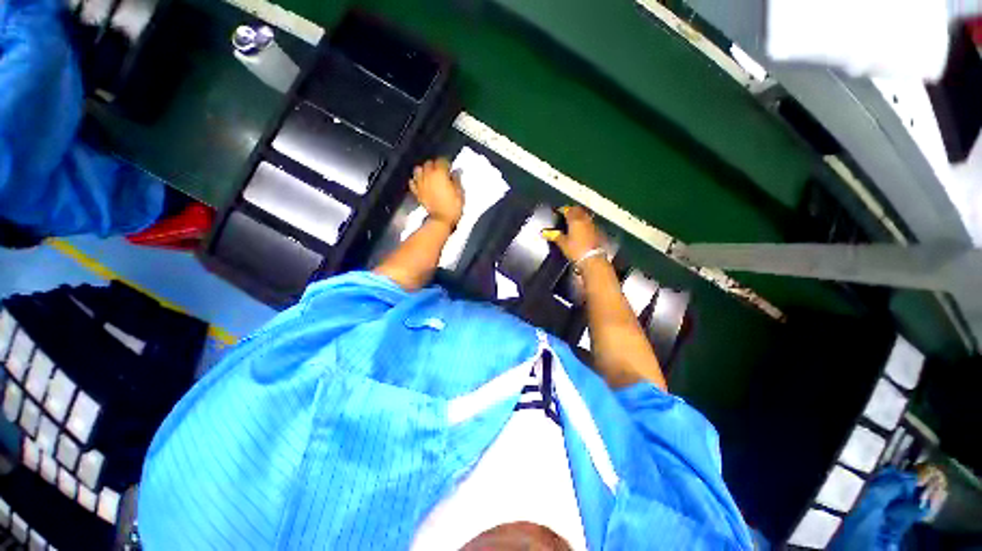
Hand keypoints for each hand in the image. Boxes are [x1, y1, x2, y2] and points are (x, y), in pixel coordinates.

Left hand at [410, 158, 463, 228]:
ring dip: (424, 170)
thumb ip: (456, 179)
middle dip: (435, 165)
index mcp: (440, 173)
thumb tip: (456, 171)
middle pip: (429, 163)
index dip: (446, 164)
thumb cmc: (453, 206)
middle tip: (441, 172)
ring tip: (429, 175)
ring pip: (418, 170)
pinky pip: (412, 181)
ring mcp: (420, 183)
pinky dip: (416, 180)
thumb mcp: (459, 192)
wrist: (440, 220)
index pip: (442, 160)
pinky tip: (421, 183)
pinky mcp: (416, 192)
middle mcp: (428, 175)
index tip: (450, 169)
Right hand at [542, 206, 605, 263]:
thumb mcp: (562, 243)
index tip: (558, 212)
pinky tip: (581, 229)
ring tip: (573, 222)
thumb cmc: (576, 250)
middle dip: (572, 211)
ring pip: (585, 215)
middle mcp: (584, 219)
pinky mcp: (598, 230)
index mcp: (574, 220)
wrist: (593, 259)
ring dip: (579, 216)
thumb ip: (554, 236)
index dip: (562, 210)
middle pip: (578, 210)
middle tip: (565, 215)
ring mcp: (592, 224)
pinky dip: (584, 223)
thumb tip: (545, 232)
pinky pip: (589, 222)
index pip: (568, 209)